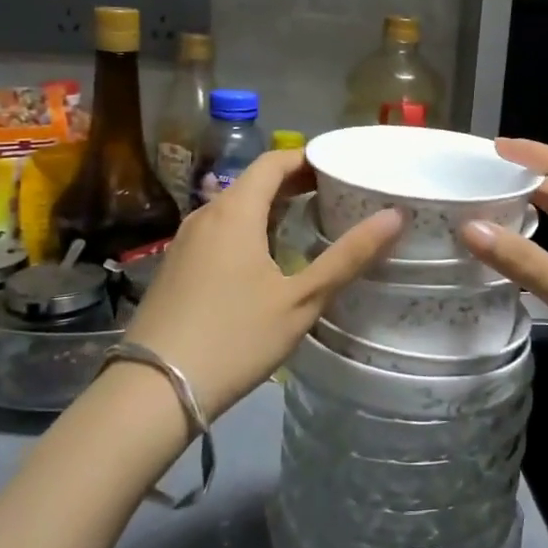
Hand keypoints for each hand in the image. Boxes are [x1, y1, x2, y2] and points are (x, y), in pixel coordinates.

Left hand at [125, 149, 401, 418]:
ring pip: (235, 208)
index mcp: (235, 211)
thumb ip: (347, 256)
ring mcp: (186, 241)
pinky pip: (220, 231)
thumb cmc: (235, 337)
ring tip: (309, 223)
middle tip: (336, 195)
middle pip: (254, 182)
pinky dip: (249, 229)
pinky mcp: (176, 266)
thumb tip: (394, 216)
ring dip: (272, 207)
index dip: (309, 158)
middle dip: (295, 183)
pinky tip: (268, 258)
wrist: (153, 389)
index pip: (274, 162)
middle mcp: (206, 214)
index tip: (342, 167)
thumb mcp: (300, 300)